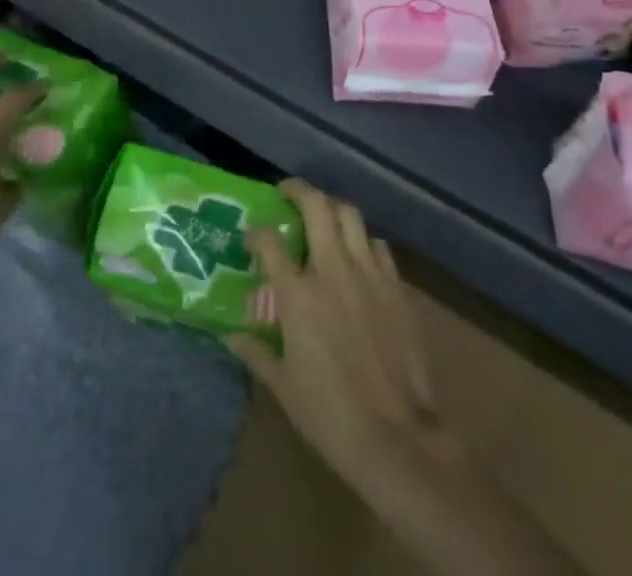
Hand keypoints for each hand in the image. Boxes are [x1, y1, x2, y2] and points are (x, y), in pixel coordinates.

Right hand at [228, 180, 448, 497]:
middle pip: (316, 206)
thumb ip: (257, 354)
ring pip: (351, 216)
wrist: (398, 439)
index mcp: (298, 294)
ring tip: (324, 216)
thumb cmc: (331, 416)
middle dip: (299, 190)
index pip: (269, 242)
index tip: (252, 236)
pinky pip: (379, 247)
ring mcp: (369, 274)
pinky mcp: (397, 288)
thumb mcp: (284, 388)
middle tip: (288, 192)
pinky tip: (359, 257)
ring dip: (333, 209)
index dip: (257, 233)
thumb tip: (233, 336)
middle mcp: (332, 270)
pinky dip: (364, 243)